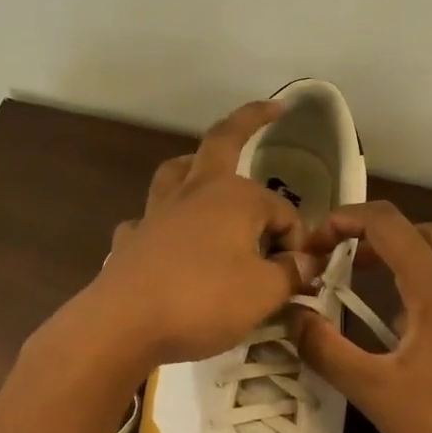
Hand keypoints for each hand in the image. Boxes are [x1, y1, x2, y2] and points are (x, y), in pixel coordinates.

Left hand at [80, 100, 307, 368]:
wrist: (124, 324)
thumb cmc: (203, 301)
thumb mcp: (264, 293)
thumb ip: (291, 273)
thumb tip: (307, 261)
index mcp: (235, 197)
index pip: (282, 212)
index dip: (295, 242)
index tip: (297, 276)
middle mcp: (195, 192)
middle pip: (223, 142)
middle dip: (250, 120)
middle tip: (270, 109)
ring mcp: (157, 213)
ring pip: (176, 171)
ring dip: (194, 164)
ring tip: (204, 170)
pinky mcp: (132, 240)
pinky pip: (150, 219)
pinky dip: (162, 222)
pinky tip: (167, 238)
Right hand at [291, 202, 431, 432]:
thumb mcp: (375, 392)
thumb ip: (327, 349)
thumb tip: (294, 317)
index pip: (388, 223)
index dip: (344, 220)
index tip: (313, 245)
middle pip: (422, 232)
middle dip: (378, 236)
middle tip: (344, 262)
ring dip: (405, 262)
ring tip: (369, 295)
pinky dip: (427, 289)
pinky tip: (407, 335)